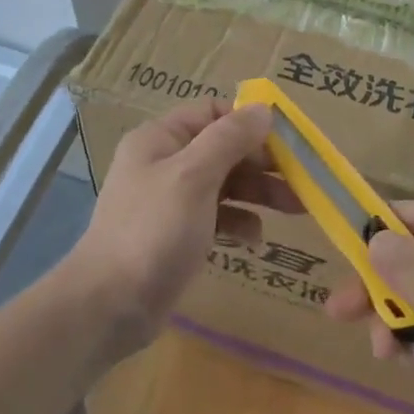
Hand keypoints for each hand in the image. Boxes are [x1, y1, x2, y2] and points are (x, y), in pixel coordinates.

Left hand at [69, 100, 299, 354]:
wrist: (110, 304)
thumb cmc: (153, 231)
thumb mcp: (194, 177)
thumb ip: (229, 139)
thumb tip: (264, 109)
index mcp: (160, 139)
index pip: (212, 112)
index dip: (249, 123)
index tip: (287, 143)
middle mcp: (164, 162)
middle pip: (223, 149)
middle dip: (263, 163)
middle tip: (302, 181)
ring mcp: (170, 200)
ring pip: (224, 183)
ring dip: (258, 193)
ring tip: (296, 209)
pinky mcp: (178, 234)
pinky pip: (217, 216)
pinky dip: (239, 222)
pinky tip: (255, 240)